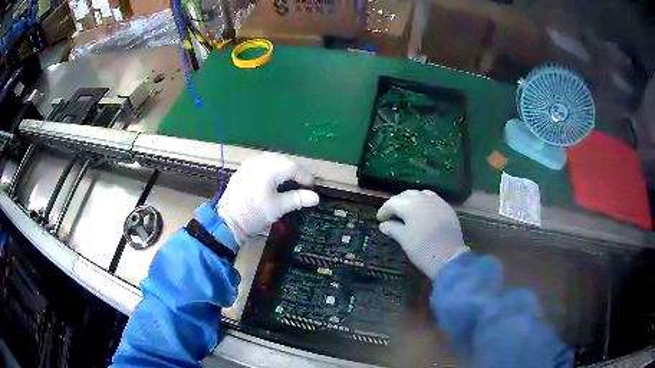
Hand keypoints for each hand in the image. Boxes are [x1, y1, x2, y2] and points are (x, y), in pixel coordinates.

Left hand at [218, 153, 319, 245]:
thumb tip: (316, 197)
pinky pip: (260, 163)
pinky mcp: (242, 171)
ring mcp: (249, 165)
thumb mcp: (279, 208)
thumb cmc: (255, 214)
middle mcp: (259, 162)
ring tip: (288, 180)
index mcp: (269, 169)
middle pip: (282, 160)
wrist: (228, 220)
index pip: (293, 167)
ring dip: (282, 168)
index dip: (304, 176)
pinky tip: (271, 179)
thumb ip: (298, 199)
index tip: (311, 187)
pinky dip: (270, 168)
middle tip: (302, 183)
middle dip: (294, 170)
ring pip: (271, 160)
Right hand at [377, 190, 468, 277]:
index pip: (392, 202)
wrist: (449, 258)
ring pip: (420, 194)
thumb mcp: (404, 240)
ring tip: (407, 212)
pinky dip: (424, 202)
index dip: (384, 210)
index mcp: (410, 205)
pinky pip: (432, 199)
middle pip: (406, 195)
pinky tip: (423, 212)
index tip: (379, 220)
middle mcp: (423, 199)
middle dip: (397, 203)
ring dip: (411, 200)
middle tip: (391, 215)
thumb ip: (392, 228)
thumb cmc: (422, 249)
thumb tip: (383, 224)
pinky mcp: (447, 208)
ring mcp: (437, 202)